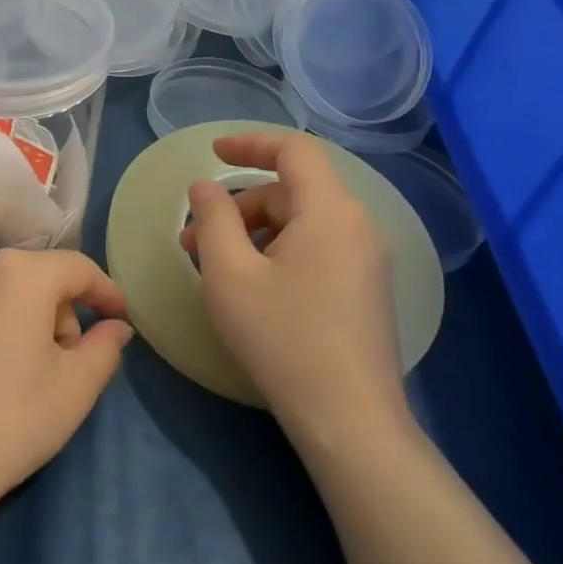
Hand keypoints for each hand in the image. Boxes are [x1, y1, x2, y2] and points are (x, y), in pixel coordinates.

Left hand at [0, 249, 132, 525]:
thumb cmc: (9, 421)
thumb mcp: (75, 389)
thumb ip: (105, 347)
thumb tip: (115, 326)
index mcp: (18, 273)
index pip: (76, 268)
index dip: (104, 291)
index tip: (119, 317)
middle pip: (31, 277)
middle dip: (54, 312)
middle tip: (59, 361)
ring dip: (10, 317)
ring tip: (9, 370)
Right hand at [181, 131, 411, 449]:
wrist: (349, 420)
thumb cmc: (282, 338)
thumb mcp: (230, 274)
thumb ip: (213, 218)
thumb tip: (205, 187)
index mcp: (331, 211)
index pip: (295, 151)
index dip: (250, 143)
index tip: (212, 154)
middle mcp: (358, 226)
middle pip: (291, 192)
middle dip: (238, 207)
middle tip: (195, 243)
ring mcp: (367, 260)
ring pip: (301, 222)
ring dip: (254, 232)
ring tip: (217, 269)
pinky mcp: (366, 289)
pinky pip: (316, 248)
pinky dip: (278, 252)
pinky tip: (252, 286)